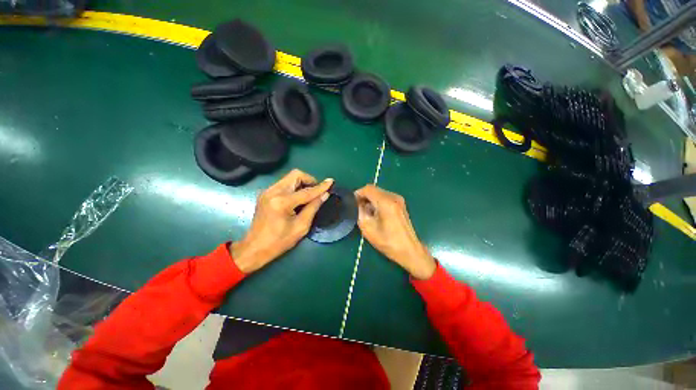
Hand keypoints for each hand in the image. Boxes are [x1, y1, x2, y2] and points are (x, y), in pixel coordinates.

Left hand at [231, 169, 332, 273]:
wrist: (254, 248)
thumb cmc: (279, 241)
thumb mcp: (301, 227)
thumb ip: (313, 208)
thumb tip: (325, 194)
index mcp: (282, 202)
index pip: (306, 191)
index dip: (321, 187)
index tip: (331, 181)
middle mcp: (273, 192)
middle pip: (296, 175)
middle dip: (310, 180)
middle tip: (317, 191)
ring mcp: (267, 191)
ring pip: (290, 177)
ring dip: (302, 183)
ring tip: (310, 195)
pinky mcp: (265, 193)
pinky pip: (284, 183)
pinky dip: (294, 186)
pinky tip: (299, 197)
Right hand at [354, 185, 435, 279]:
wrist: (409, 250)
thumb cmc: (388, 241)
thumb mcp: (368, 228)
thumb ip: (360, 212)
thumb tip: (358, 204)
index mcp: (386, 202)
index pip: (368, 189)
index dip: (358, 194)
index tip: (352, 203)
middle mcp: (394, 197)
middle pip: (374, 190)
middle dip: (364, 197)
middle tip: (358, 209)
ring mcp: (399, 200)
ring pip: (379, 193)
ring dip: (371, 200)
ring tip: (366, 213)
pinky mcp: (400, 204)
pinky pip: (385, 198)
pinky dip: (378, 202)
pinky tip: (376, 214)